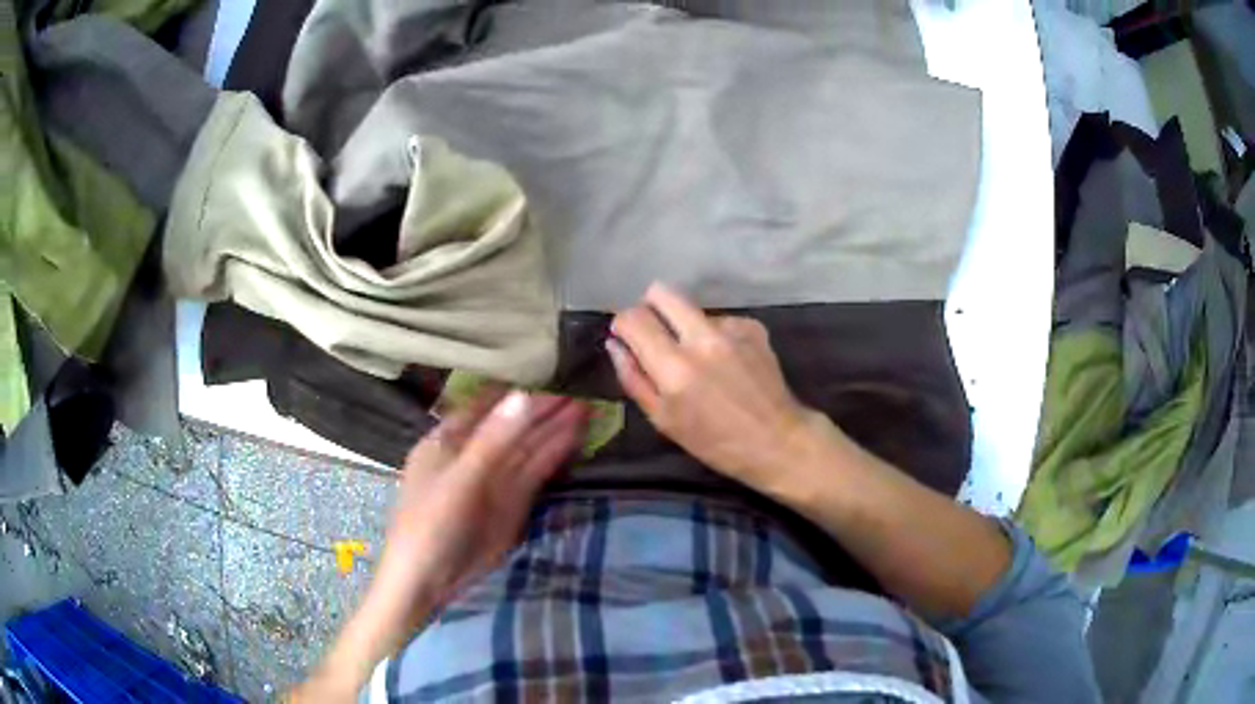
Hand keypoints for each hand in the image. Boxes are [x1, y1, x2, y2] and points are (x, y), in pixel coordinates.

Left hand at [376, 388, 588, 637]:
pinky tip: (575, 438)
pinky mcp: (512, 504)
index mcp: (447, 440)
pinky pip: (536, 473)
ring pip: (527, 449)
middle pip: (511, 427)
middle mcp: (472, 455)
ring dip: (555, 430)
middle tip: (582, 390)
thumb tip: (524, 396)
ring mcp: (493, 481)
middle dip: (544, 409)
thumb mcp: (459, 480)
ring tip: (588, 408)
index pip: (485, 405)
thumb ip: (493, 441)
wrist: (429, 583)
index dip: (515, 391)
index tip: (548, 372)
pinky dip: (555, 456)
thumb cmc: (429, 524)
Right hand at [607, 283, 814, 488]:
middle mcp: (702, 339)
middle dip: (651, 307)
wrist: (777, 441)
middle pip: (662, 292)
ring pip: (692, 309)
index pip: (633, 318)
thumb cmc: (714, 442)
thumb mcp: (664, 420)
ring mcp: (731, 329)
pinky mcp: (752, 327)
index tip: (626, 337)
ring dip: (686, 328)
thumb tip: (616, 344)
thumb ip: (634, 378)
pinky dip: (716, 337)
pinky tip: (728, 363)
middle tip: (656, 334)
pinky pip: (720, 321)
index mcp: (674, 368)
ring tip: (701, 361)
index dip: (623, 325)